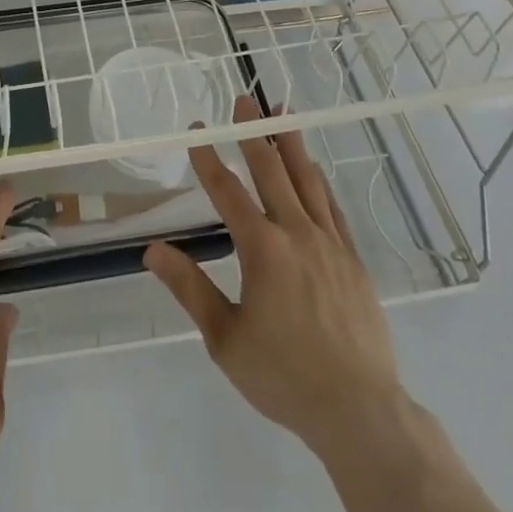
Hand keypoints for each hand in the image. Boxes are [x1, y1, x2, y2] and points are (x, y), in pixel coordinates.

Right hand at [144, 96, 404, 460]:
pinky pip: (333, 208)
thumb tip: (152, 251)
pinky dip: (319, 182)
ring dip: (291, 144)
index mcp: (262, 249)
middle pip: (271, 171)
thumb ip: (190, 289)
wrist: (360, 411)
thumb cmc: (284, 376)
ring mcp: (330, 243)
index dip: (208, 158)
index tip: (196, 130)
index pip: (228, 191)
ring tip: (283, 113)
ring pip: (307, 180)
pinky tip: (314, 171)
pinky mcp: (353, 259)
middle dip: (253, 132)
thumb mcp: (225, 339)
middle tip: (244, 100)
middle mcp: (297, 233)